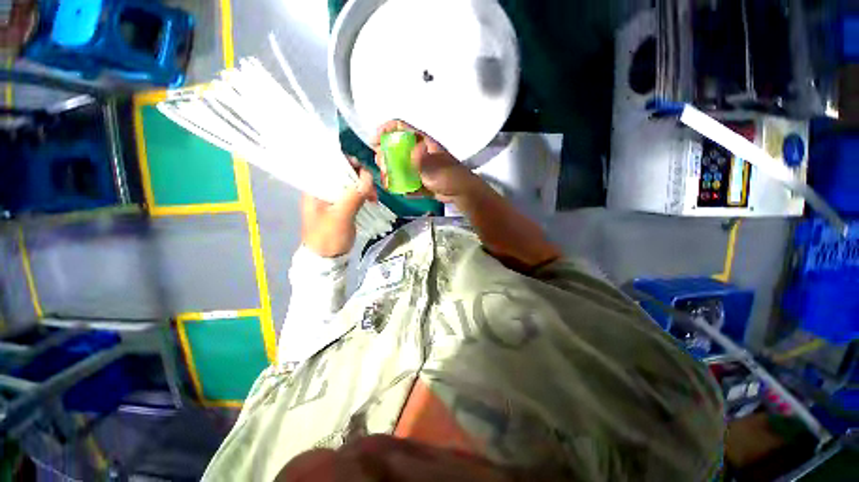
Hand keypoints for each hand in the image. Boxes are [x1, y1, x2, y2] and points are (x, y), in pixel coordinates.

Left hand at [301, 162, 377, 257]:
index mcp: (315, 189)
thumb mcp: (341, 216)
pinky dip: (363, 196)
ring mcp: (332, 200)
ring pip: (350, 186)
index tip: (362, 169)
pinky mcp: (341, 208)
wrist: (327, 260)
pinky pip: (353, 196)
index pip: (328, 165)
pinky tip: (371, 201)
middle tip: (372, 188)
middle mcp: (322, 191)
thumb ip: (353, 195)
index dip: (346, 163)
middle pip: (341, 175)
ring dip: (363, 188)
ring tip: (374, 198)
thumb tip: (368, 176)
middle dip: (359, 178)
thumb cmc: (329, 237)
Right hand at [373, 120, 480, 201]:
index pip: (401, 127)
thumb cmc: (451, 176)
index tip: (374, 141)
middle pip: (395, 147)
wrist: (461, 193)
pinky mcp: (420, 179)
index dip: (385, 130)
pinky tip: (400, 191)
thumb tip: (413, 151)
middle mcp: (418, 152)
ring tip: (388, 180)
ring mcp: (419, 166)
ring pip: (399, 165)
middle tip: (382, 165)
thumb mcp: (437, 167)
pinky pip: (407, 180)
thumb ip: (424, 161)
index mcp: (422, 142)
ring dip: (391, 172)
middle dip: (385, 155)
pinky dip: (402, 185)